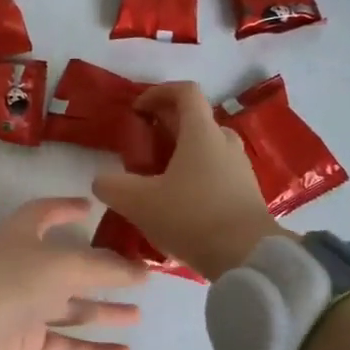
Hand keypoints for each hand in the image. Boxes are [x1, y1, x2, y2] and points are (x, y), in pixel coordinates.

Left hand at [0, 198, 147, 349]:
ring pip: (70, 308)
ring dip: (103, 311)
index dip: (66, 208)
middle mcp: (23, 268)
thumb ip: (104, 268)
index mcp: (22, 236)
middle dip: (101, 271)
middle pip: (68, 267)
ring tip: (139, 315)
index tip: (92, 208)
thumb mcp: (63, 265)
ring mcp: (23, 307)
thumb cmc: (11, 282)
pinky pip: (65, 345)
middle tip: (139, 274)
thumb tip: (140, 269)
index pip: (44, 214)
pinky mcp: (24, 343)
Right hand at [92, 82, 289, 279]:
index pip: (185, 91)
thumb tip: (102, 180)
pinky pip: (216, 173)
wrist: (248, 257)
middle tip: (141, 148)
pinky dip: (195, 177)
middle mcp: (225, 142)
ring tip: (156, 180)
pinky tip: (178, 205)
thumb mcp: (139, 202)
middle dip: (165, 126)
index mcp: (201, 132)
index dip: (158, 92)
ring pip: (206, 148)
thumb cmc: (192, 217)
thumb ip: (112, 186)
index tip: (137, 110)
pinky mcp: (246, 194)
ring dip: (181, 154)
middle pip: (194, 119)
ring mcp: (240, 168)